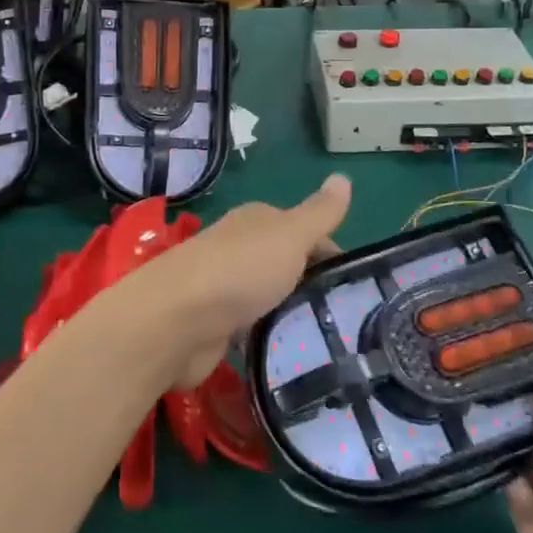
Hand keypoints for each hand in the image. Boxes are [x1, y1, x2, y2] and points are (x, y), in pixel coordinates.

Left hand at [121, 174, 350, 389]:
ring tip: (328, 343)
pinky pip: (252, 328)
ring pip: (269, 297)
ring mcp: (224, 287)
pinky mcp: (215, 326)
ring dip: (291, 313)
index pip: (303, 230)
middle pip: (286, 264)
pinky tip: (290, 355)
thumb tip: (344, 177)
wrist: (176, 320)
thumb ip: (319, 213)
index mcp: (257, 221)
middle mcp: (239, 248)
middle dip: (313, 286)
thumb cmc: (239, 270)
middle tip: (348, 318)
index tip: (356, 285)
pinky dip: (269, 337)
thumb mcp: (290, 235)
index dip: (331, 253)